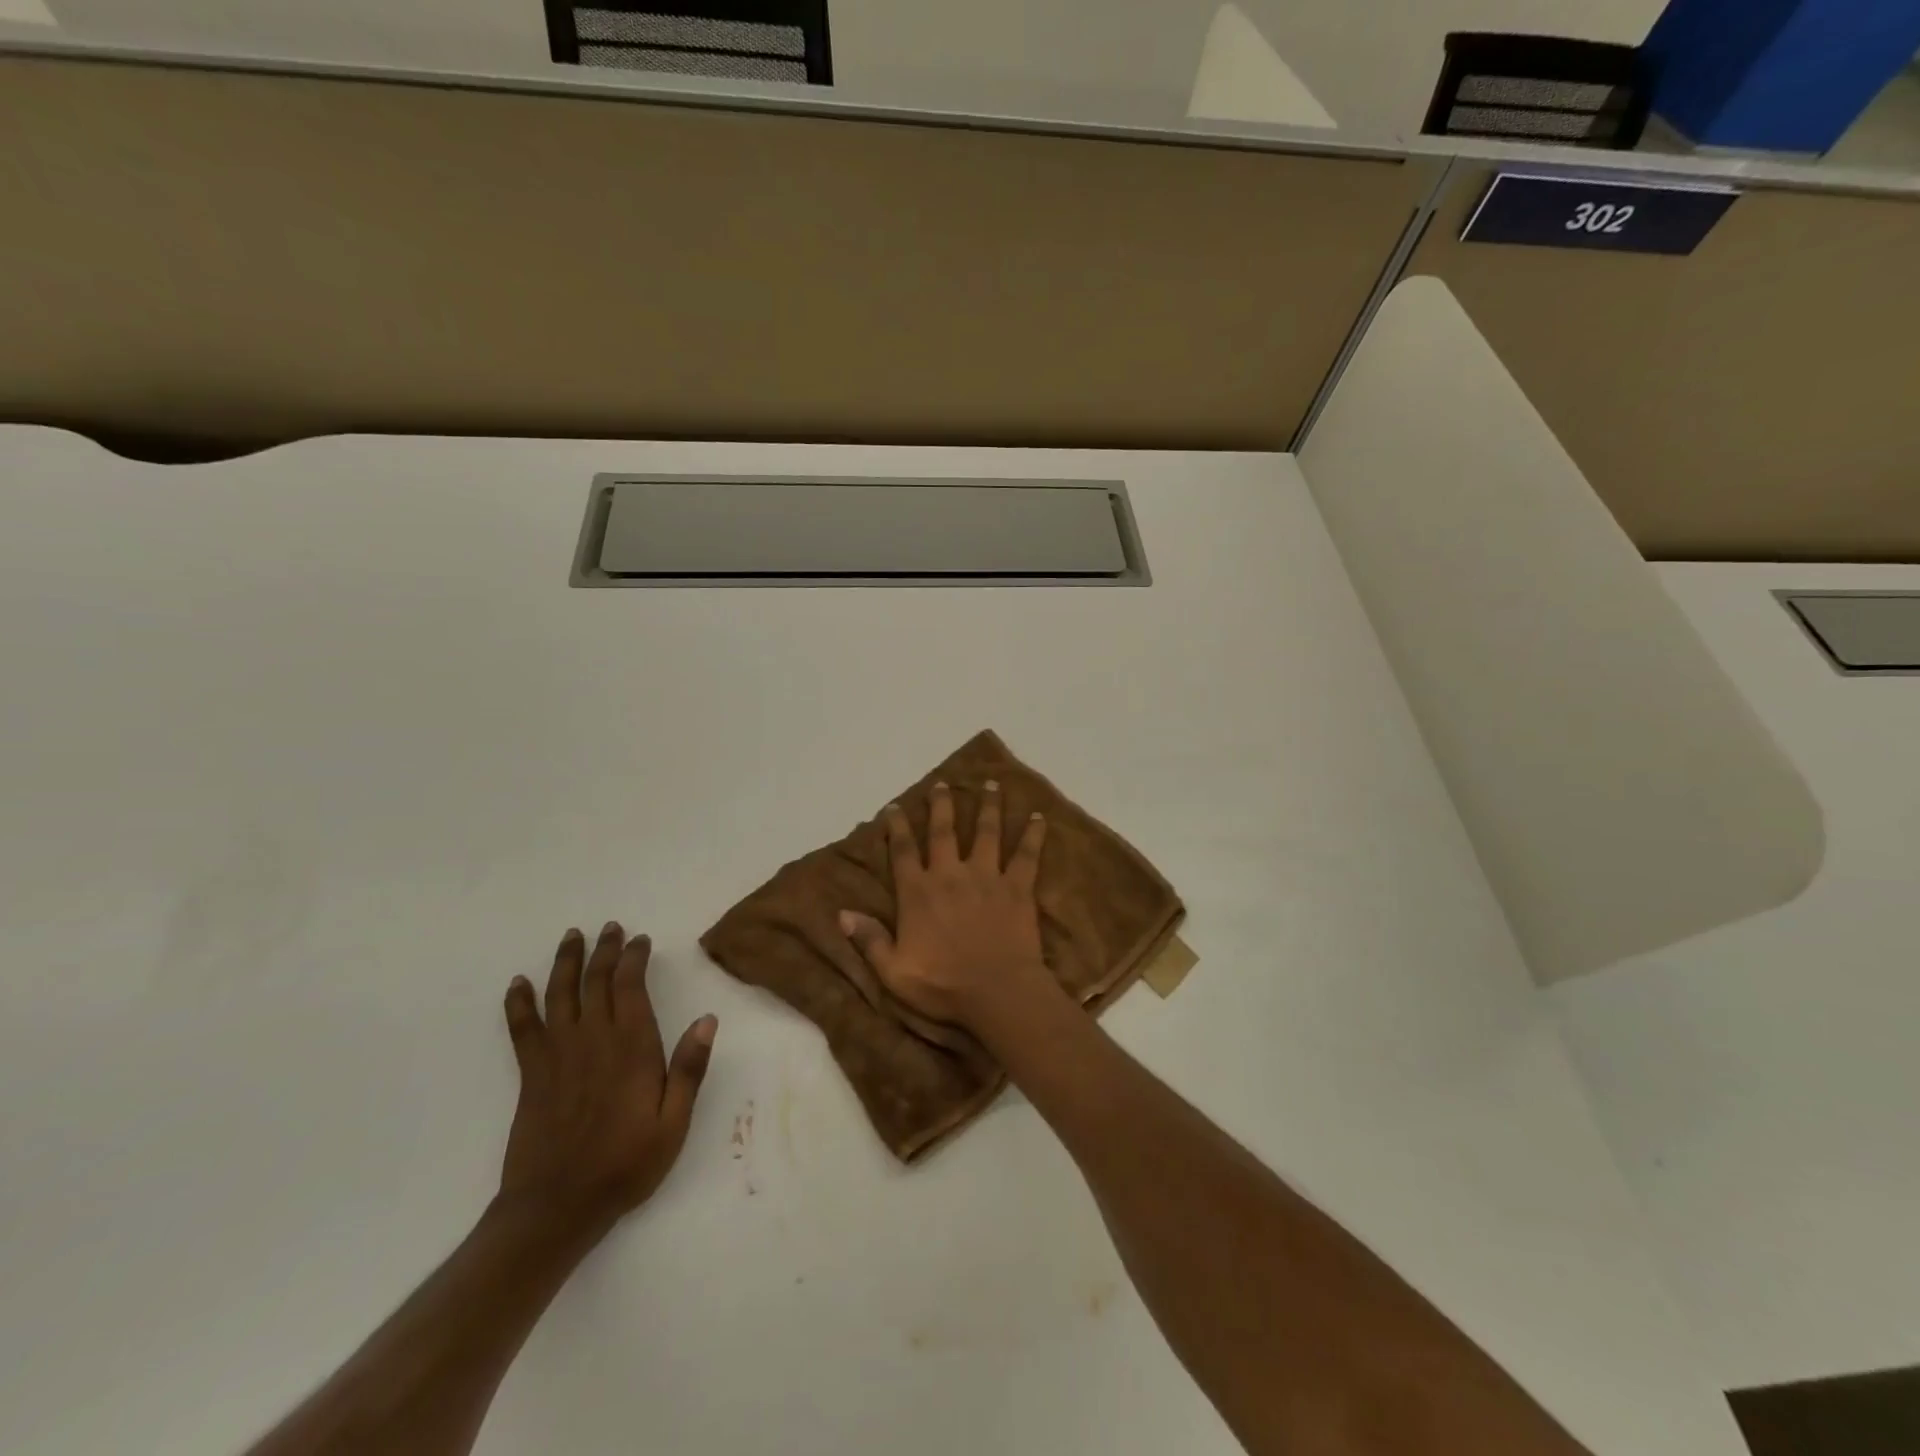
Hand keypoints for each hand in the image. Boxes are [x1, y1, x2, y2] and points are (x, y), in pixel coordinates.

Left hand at [498, 923, 716, 1237]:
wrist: (556, 1207)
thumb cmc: (625, 1164)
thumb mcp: (673, 1123)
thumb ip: (689, 1069)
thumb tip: (708, 1019)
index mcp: (632, 1047)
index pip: (630, 987)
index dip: (634, 958)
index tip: (640, 940)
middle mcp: (593, 1040)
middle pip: (596, 981)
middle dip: (604, 950)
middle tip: (611, 928)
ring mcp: (558, 1055)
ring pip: (559, 995)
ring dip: (565, 962)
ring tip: (571, 936)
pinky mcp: (532, 1074)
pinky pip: (522, 1028)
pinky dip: (519, 1003)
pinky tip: (518, 984)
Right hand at [839, 780, 1057, 1033]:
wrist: (997, 992)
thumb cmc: (944, 986)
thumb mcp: (893, 971)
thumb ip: (870, 940)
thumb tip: (842, 914)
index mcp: (918, 893)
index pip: (903, 852)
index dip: (897, 827)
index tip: (895, 806)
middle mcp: (950, 875)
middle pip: (943, 831)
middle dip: (941, 805)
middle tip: (941, 783)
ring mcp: (986, 877)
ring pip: (986, 832)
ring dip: (988, 807)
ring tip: (991, 784)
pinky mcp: (1017, 887)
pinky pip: (1026, 854)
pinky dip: (1032, 834)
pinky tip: (1038, 817)